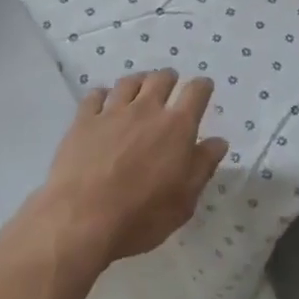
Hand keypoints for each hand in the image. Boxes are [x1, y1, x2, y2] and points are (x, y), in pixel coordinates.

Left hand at [30, 70, 228, 264]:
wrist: (81, 219)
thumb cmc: (141, 216)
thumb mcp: (184, 201)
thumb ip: (202, 167)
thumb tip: (218, 142)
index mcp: (176, 128)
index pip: (195, 92)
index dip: (202, 87)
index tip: (203, 87)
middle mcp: (146, 110)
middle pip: (161, 79)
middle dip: (169, 78)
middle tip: (170, 85)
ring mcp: (112, 112)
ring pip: (129, 82)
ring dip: (139, 82)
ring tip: (139, 88)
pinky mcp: (84, 120)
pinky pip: (96, 95)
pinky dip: (103, 95)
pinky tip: (103, 103)